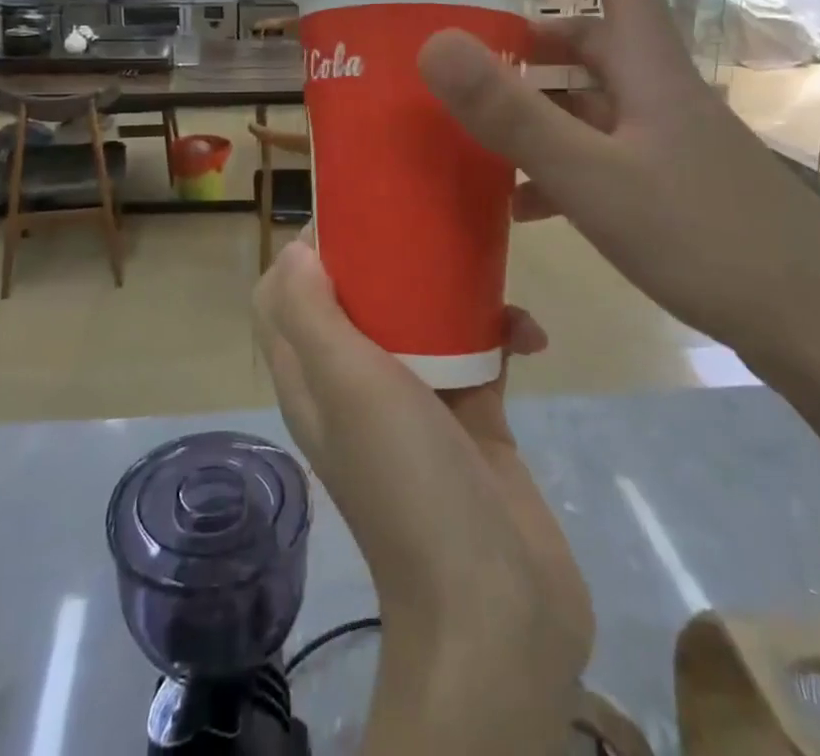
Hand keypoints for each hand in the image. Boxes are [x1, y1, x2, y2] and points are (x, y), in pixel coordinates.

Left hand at [253, 235, 591, 753]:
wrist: (496, 606)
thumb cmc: (407, 478)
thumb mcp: (344, 384)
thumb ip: (310, 315)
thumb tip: (294, 251)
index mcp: (313, 377)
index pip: (285, 299)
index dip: (305, 254)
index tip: (350, 215)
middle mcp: (356, 385)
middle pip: (358, 299)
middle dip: (387, 257)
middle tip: (424, 222)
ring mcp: (416, 402)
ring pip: (422, 320)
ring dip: (454, 292)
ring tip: (491, 269)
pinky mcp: (472, 417)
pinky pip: (480, 354)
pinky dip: (502, 335)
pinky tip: (533, 336)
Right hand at [417, 0, 819, 365]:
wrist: (816, 328)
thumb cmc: (705, 239)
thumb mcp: (592, 177)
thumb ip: (513, 113)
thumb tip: (436, 44)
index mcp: (650, 69)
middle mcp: (660, 93)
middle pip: (592, 40)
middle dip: (528, 39)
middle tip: (471, 54)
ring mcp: (669, 141)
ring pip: (590, 100)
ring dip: (536, 105)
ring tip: (477, 131)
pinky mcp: (672, 184)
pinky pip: (600, 153)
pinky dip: (557, 162)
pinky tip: (521, 204)